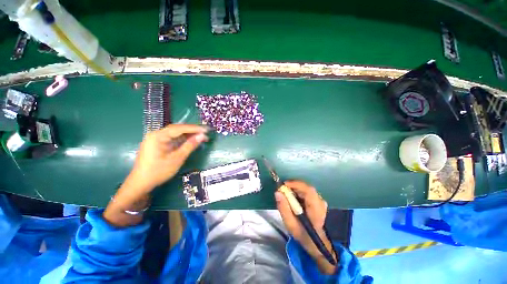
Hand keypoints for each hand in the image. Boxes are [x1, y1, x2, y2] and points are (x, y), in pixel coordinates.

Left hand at [128, 124, 208, 192]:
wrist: (141, 183)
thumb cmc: (158, 171)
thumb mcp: (177, 158)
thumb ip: (190, 145)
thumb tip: (202, 136)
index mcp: (158, 136)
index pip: (179, 128)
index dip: (194, 128)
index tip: (206, 129)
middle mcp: (156, 134)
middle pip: (177, 129)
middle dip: (192, 130)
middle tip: (205, 132)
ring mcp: (156, 139)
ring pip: (175, 133)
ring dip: (188, 134)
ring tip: (201, 136)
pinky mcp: (158, 144)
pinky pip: (172, 138)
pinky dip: (183, 139)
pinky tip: (191, 140)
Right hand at [275, 180, 336, 274]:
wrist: (316, 242)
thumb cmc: (303, 235)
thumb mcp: (290, 225)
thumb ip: (283, 208)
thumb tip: (277, 192)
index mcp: (316, 209)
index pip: (308, 191)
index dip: (295, 184)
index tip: (283, 185)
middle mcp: (320, 202)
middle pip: (306, 188)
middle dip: (292, 186)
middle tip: (282, 190)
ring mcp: (320, 201)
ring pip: (305, 189)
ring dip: (295, 189)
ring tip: (286, 195)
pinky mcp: (318, 200)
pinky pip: (306, 191)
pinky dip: (298, 192)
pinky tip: (293, 199)